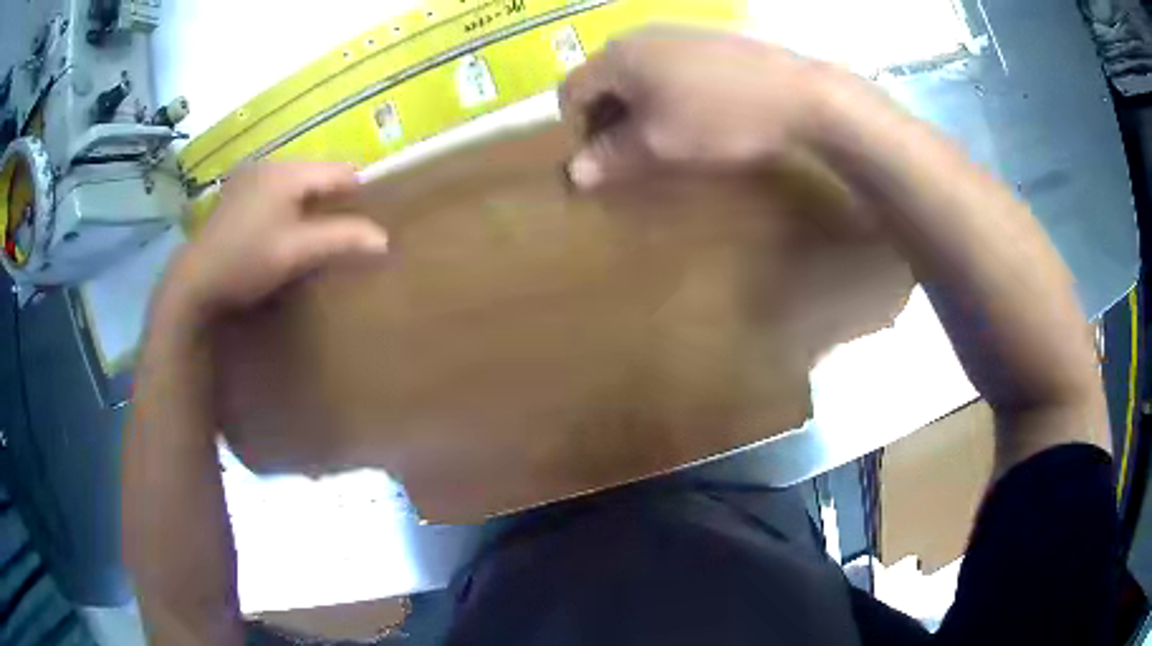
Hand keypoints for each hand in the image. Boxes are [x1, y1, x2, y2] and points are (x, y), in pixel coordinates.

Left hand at [160, 162, 387, 322]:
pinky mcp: (237, 192)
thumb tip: (384, 240)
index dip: (358, 192)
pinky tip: (280, 229)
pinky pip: (276, 190)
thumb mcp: (297, 253)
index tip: (368, 219)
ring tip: (312, 232)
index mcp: (287, 172)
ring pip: (296, 182)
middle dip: (332, 198)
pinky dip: (288, 205)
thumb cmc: (247, 262)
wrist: (195, 281)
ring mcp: (250, 176)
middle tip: (340, 230)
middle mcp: (269, 164)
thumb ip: (341, 240)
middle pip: (317, 174)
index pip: (340, 171)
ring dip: (309, 202)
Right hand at [561, 26, 841, 188]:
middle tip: (629, 151)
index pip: (571, 90)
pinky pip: (665, 65)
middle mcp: (637, 36)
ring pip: (635, 72)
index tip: (601, 158)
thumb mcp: (660, 144)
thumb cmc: (719, 117)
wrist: (797, 93)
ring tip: (662, 135)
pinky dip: (663, 92)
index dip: (577, 127)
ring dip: (635, 106)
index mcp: (617, 56)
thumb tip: (574, 174)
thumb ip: (612, 156)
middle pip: (602, 78)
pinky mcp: (703, 39)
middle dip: (606, 117)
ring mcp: (673, 33)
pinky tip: (693, 113)